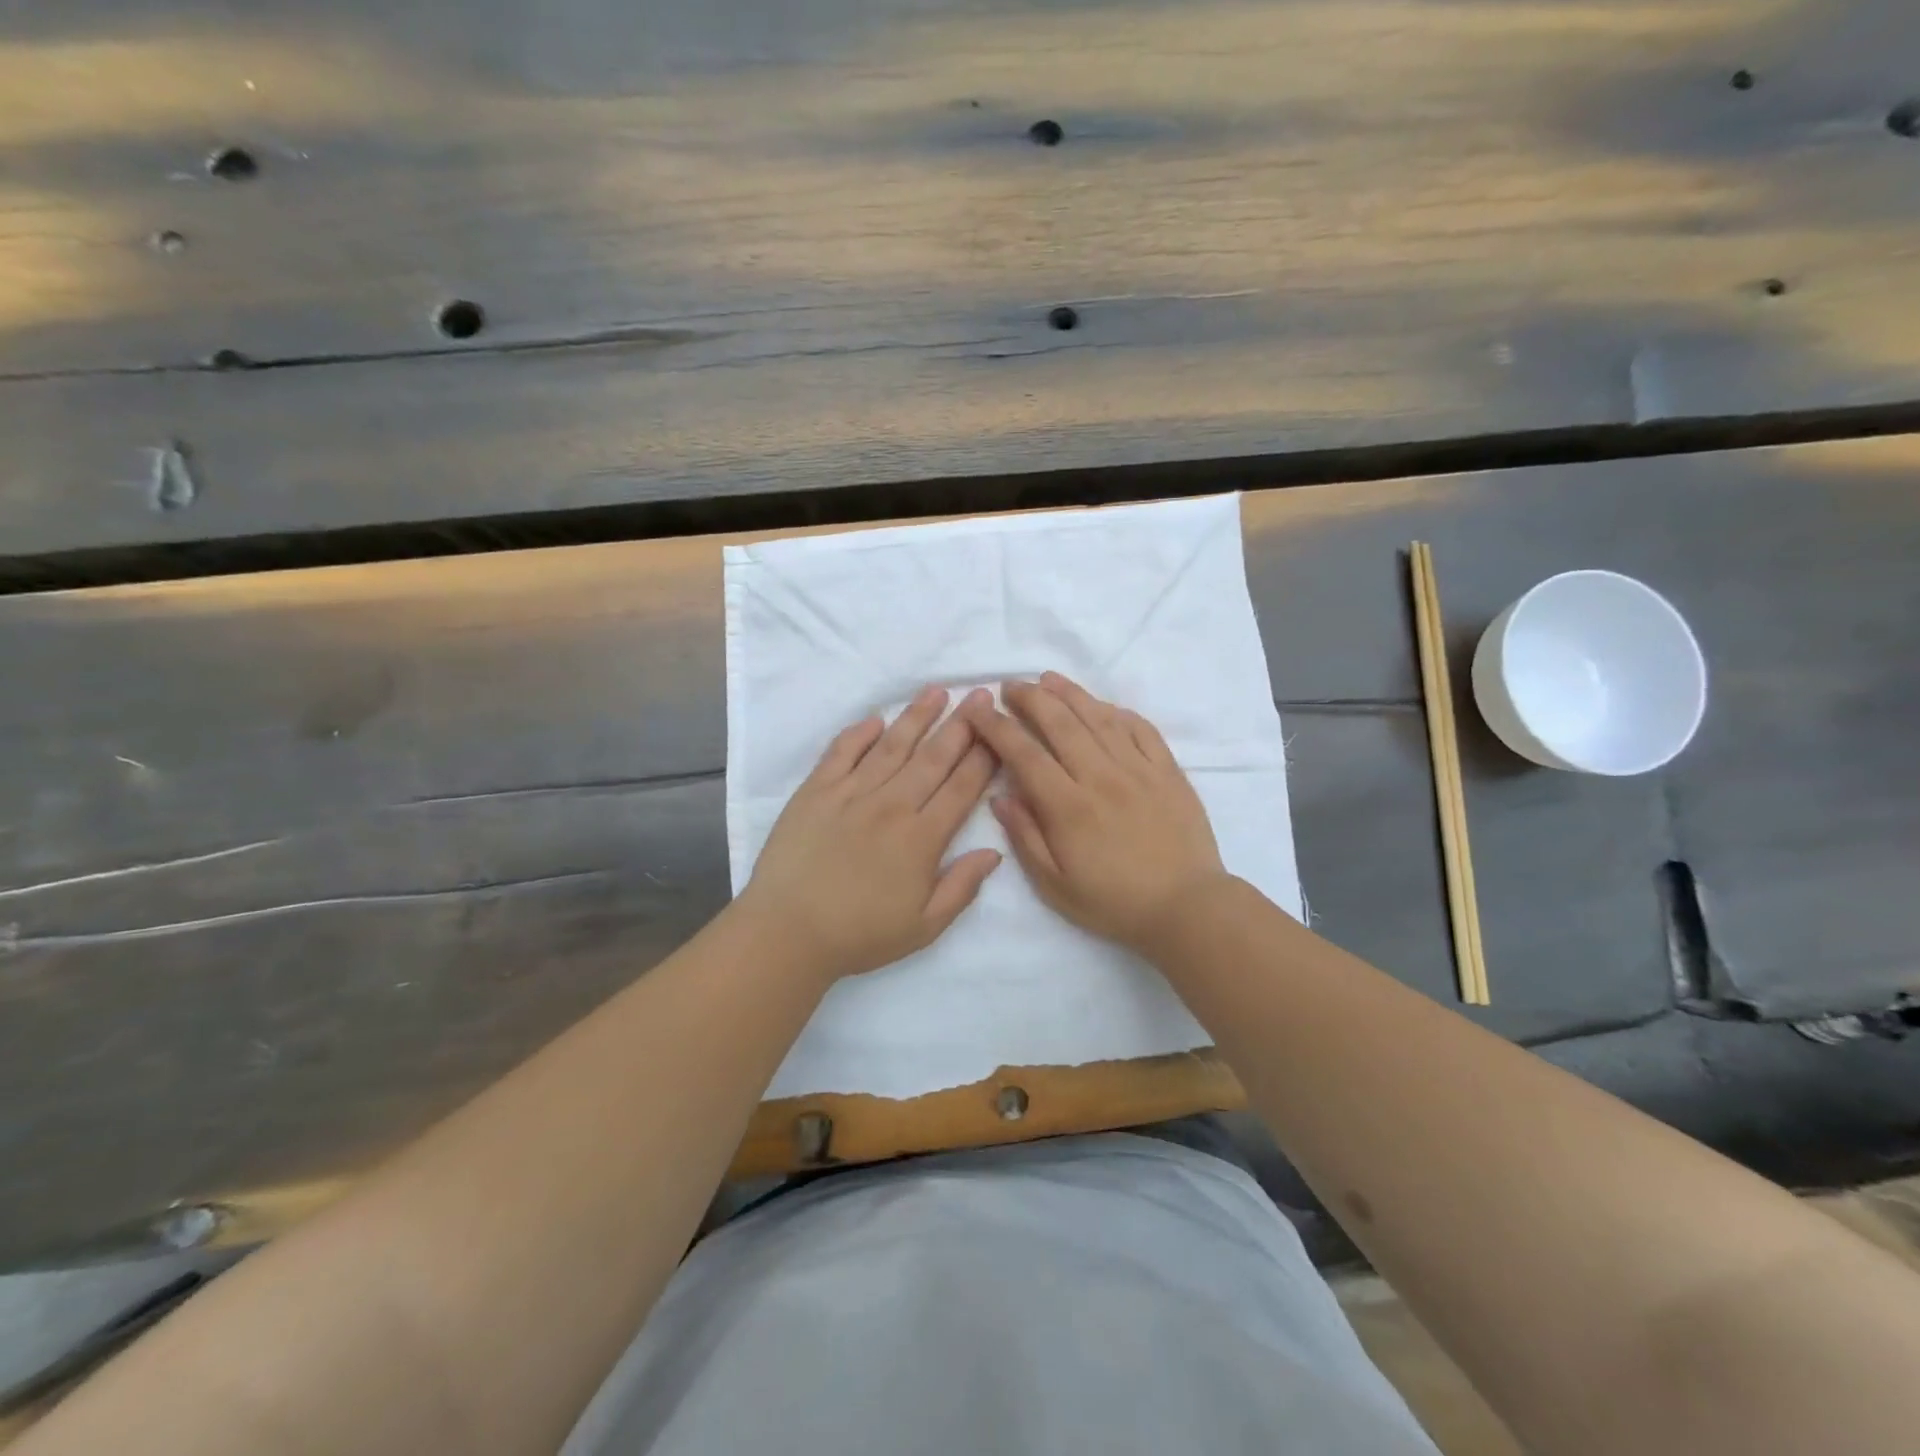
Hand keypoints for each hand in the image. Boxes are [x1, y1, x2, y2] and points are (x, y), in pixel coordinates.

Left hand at [740, 686, 1002, 982]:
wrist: (788, 933)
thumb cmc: (860, 935)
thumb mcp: (924, 927)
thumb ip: (962, 887)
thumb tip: (994, 852)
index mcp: (922, 839)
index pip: (961, 788)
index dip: (983, 758)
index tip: (998, 732)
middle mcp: (891, 806)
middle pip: (933, 758)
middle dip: (961, 726)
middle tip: (979, 696)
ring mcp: (851, 794)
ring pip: (892, 747)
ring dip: (916, 717)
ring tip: (936, 692)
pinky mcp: (815, 791)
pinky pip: (841, 752)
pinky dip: (859, 734)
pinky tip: (876, 720)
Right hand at [959, 673, 1229, 954]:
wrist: (1187, 908)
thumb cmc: (1114, 903)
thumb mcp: (1055, 885)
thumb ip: (1025, 837)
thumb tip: (999, 796)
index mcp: (1069, 807)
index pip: (1024, 754)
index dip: (997, 727)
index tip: (978, 709)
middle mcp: (1101, 777)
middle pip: (1060, 723)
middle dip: (1030, 698)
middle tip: (1011, 686)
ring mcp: (1139, 769)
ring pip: (1099, 718)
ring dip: (1070, 694)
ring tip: (1048, 678)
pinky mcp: (1168, 771)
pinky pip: (1141, 729)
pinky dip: (1118, 712)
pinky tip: (1103, 706)